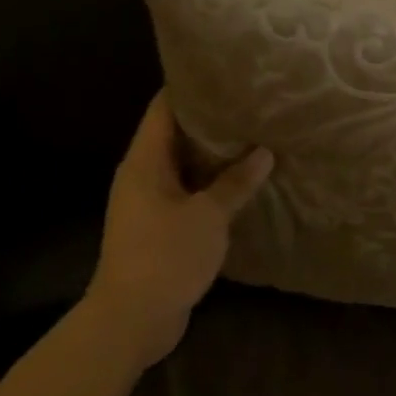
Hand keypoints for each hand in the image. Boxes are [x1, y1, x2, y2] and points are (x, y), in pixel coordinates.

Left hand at [87, 91, 273, 361]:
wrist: (130, 321)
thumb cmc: (165, 256)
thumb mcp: (209, 216)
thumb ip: (236, 182)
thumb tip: (264, 151)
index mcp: (145, 162)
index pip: (164, 108)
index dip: (191, 87)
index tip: (225, 73)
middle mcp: (141, 175)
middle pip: (175, 134)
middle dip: (211, 120)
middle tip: (250, 104)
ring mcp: (148, 202)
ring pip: (184, 165)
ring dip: (214, 155)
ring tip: (253, 136)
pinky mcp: (158, 227)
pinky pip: (187, 191)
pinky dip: (211, 183)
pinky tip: (242, 180)